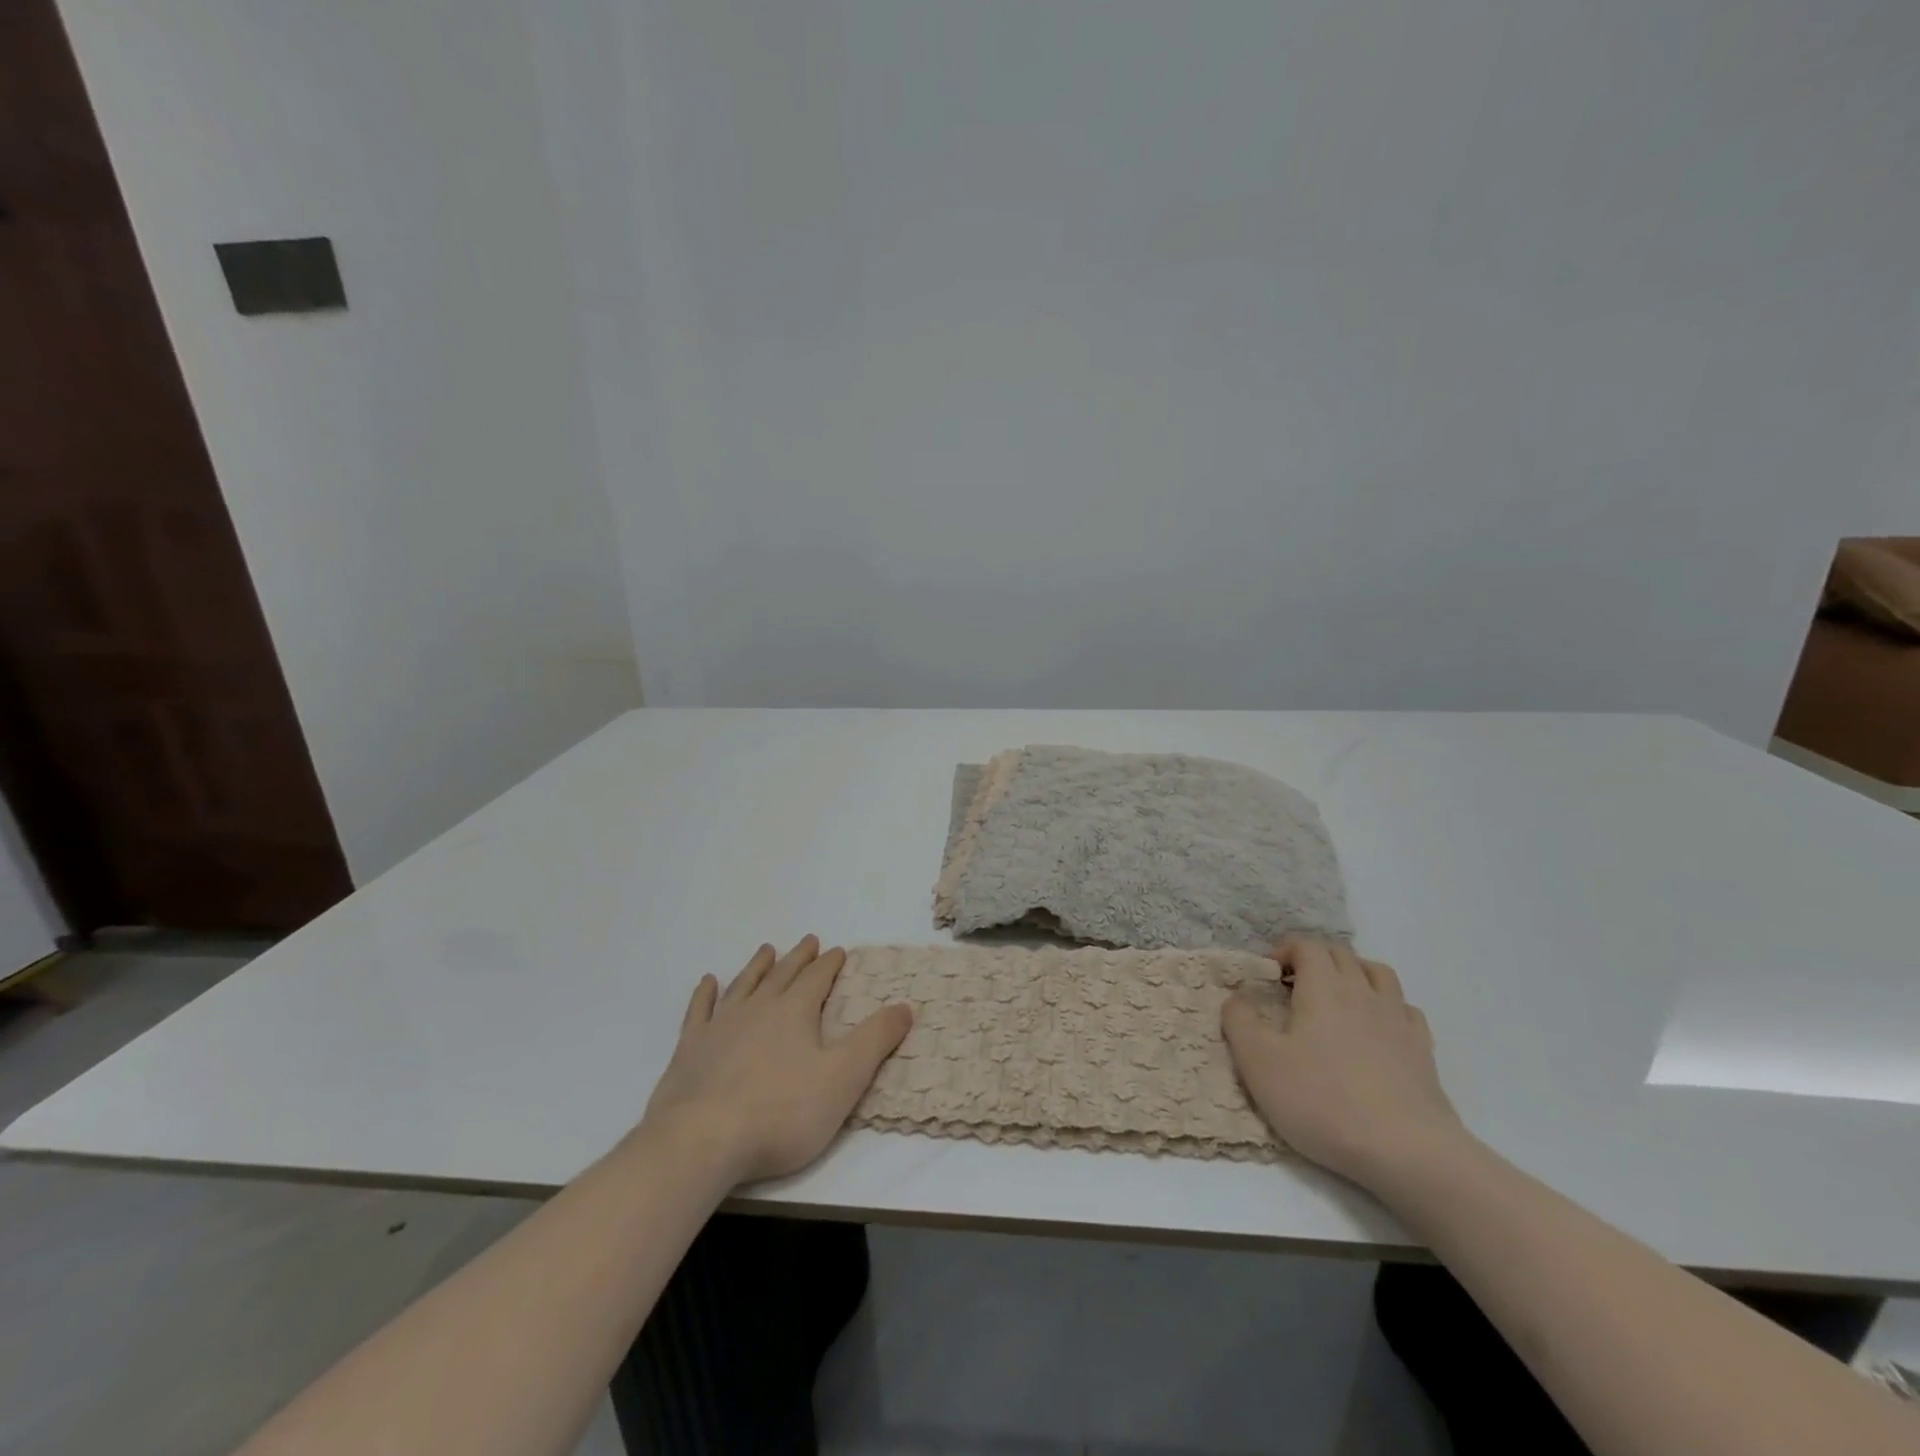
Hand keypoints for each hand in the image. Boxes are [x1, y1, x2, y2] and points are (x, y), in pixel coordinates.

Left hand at [639, 936, 912, 1185]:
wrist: (702, 1140)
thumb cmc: (781, 1112)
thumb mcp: (843, 1079)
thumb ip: (875, 1040)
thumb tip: (905, 1006)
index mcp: (795, 1012)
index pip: (817, 978)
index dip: (829, 964)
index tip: (838, 951)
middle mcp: (758, 1008)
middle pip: (782, 974)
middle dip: (798, 957)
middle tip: (808, 941)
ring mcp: (720, 1026)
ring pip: (743, 984)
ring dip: (757, 966)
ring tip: (767, 950)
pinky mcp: (689, 1049)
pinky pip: (700, 1010)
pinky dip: (706, 994)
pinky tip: (708, 982)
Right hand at [1222, 938, 1466, 1190]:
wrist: (1406, 1151)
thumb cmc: (1323, 1101)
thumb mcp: (1259, 1062)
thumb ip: (1239, 1021)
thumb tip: (1236, 998)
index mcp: (1323, 988)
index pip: (1307, 946)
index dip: (1285, 951)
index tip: (1268, 976)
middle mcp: (1362, 993)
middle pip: (1340, 954)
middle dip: (1314, 959)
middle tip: (1293, 987)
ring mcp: (1398, 1020)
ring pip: (1377, 973)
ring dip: (1353, 973)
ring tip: (1336, 998)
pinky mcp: (1422, 1051)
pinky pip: (1405, 1010)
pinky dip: (1386, 1006)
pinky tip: (1376, 1029)